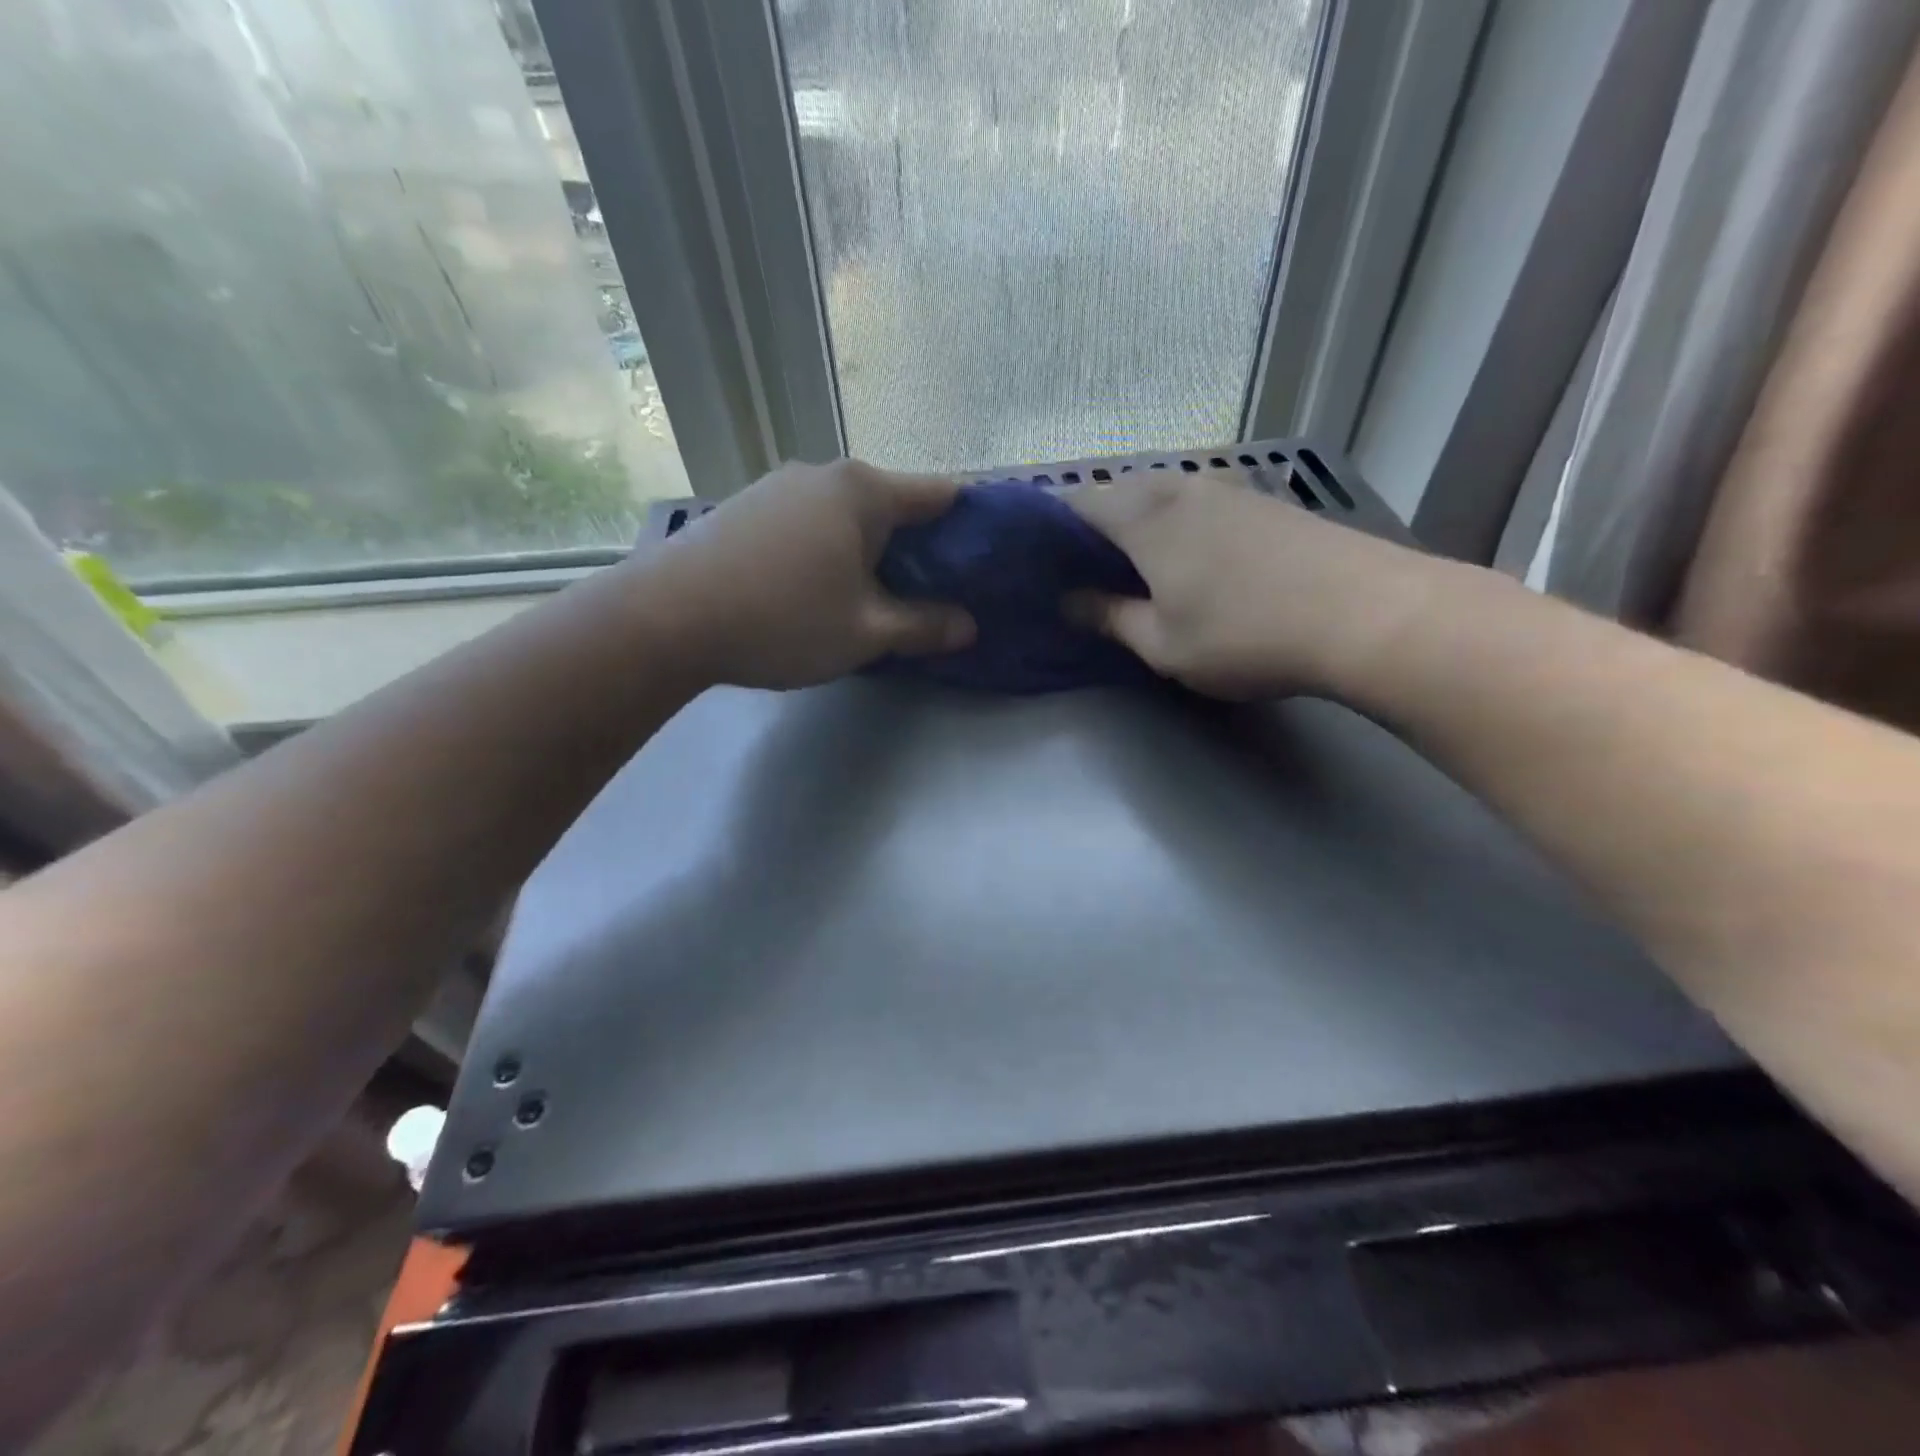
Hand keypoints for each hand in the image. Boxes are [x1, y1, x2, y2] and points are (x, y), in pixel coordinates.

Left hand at [630, 459, 975, 690]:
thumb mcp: (865, 633)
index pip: (942, 495)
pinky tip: (820, 587)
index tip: (985, 563)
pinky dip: (832, 548)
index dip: (972, 527)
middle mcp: (825, 474)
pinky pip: (811, 522)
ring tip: (877, 596)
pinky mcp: (748, 506)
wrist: (665, 619)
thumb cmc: (781, 620)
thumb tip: (968, 626)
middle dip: (921, 546)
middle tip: (935, 595)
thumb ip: (924, 626)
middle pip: (894, 504)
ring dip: (872, 550)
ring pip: (849, 514)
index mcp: (864, 491)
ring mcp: (780, 486)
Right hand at [1066, 472, 1436, 699]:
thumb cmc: (1244, 634)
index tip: (1037, 559)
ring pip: (1161, 494)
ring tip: (1128, 565)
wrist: (1366, 613)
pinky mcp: (1264, 502)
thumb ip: (1110, 617)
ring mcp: (1227, 489)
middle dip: (1091, 524)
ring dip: (1136, 522)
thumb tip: (1070, 602)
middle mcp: (1181, 487)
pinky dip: (1176, 523)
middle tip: (1079, 569)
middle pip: (1117, 491)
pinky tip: (1187, 559)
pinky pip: (1197, 503)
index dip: (1048, 526)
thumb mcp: (1162, 643)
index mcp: (1143, 517)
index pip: (1076, 502)